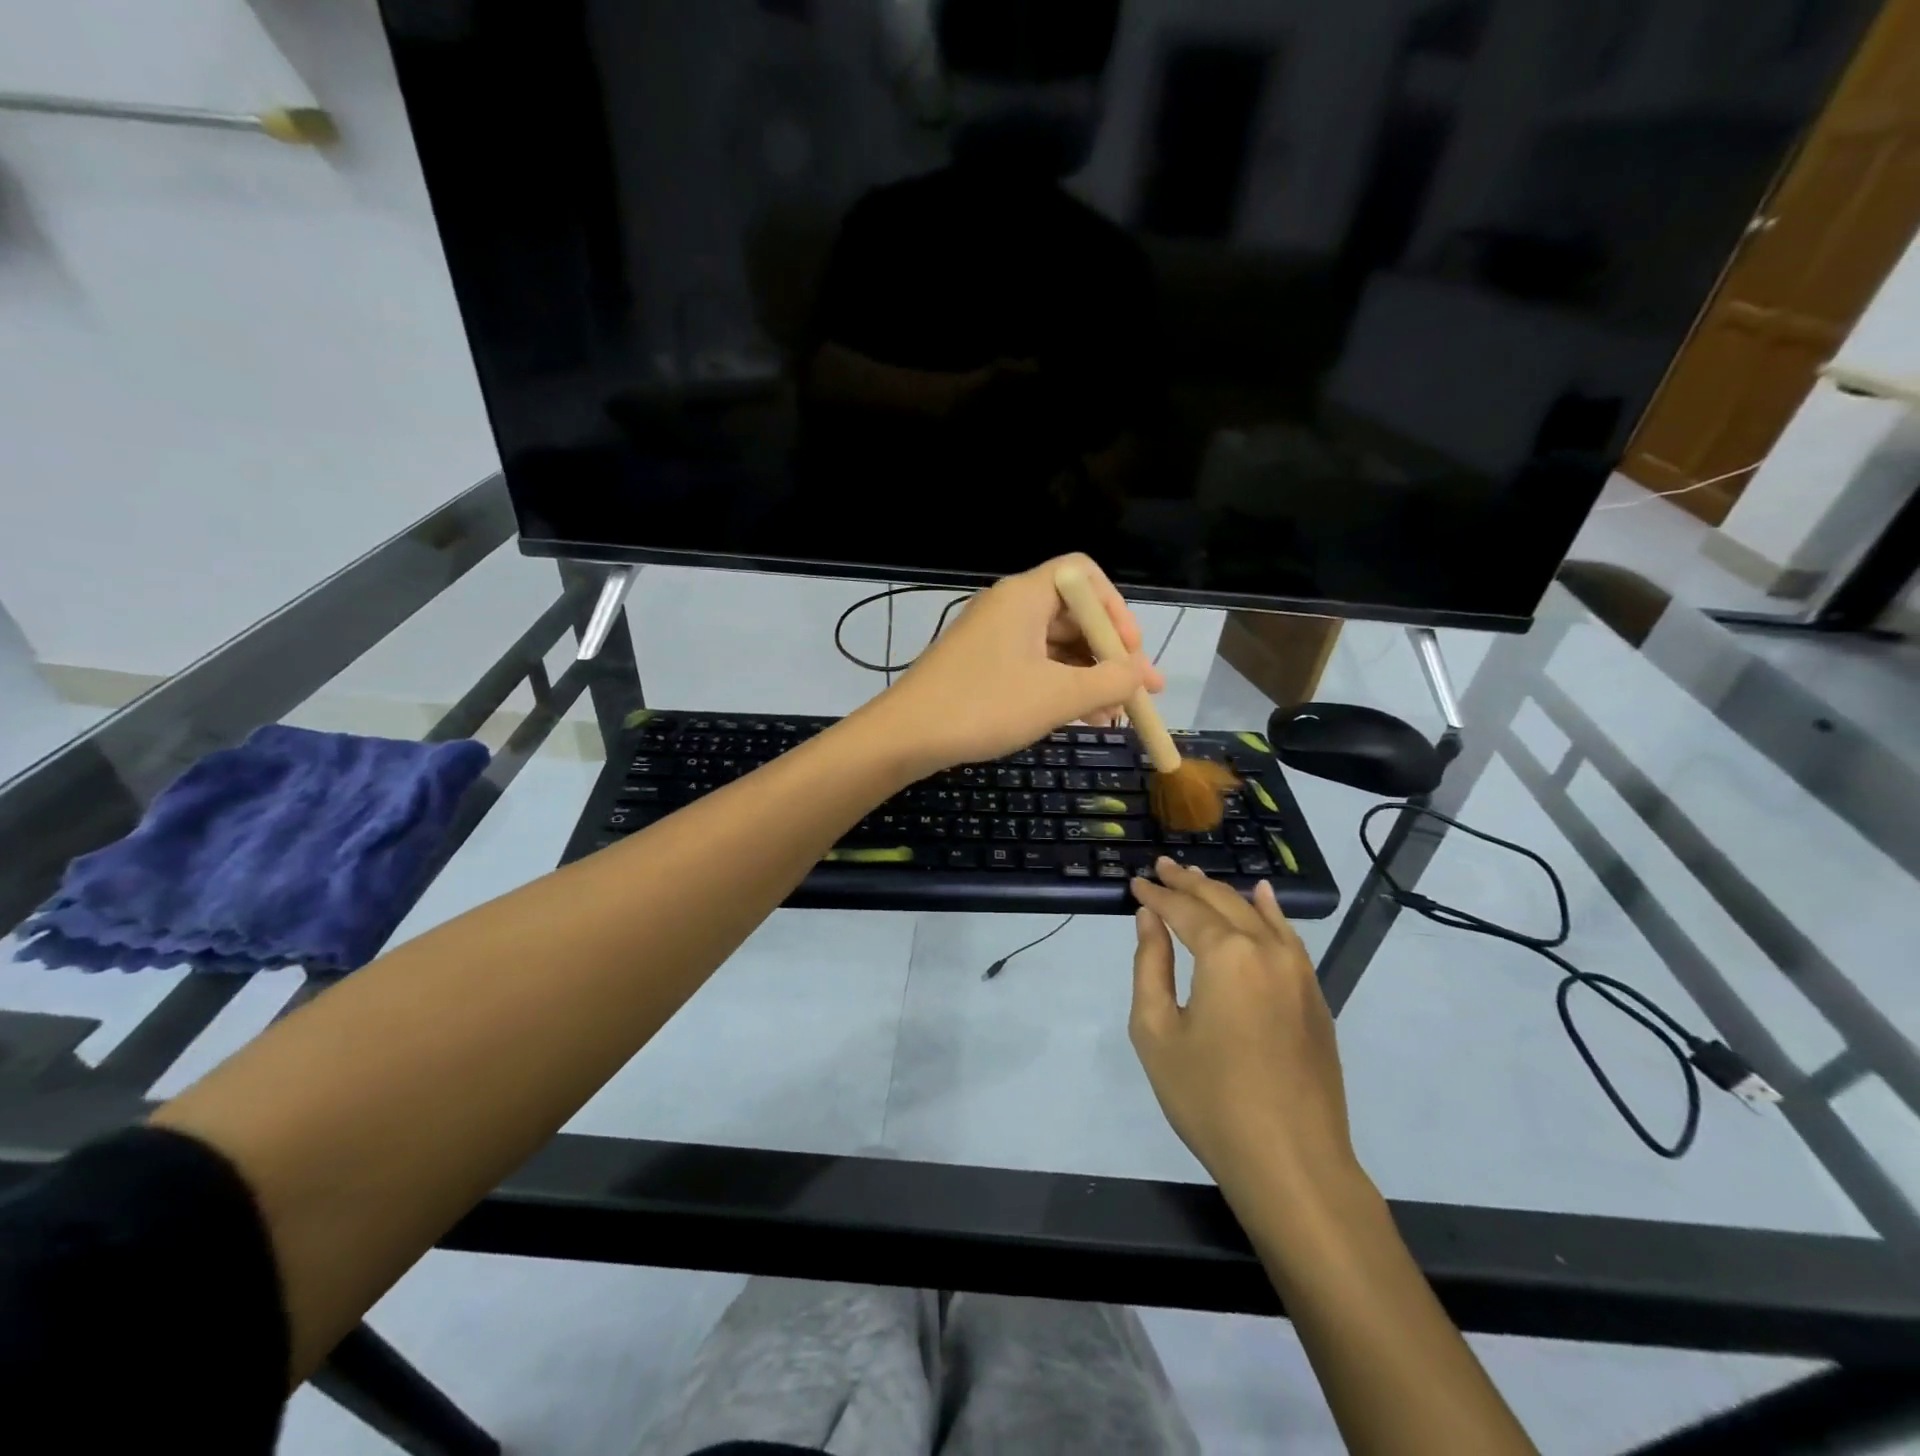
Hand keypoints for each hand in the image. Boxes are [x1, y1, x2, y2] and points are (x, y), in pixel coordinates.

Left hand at [863, 553, 1164, 773]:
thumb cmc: (984, 706)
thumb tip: (1139, 674)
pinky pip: (1035, 665)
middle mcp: (1010, 607)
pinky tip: (1082, 718)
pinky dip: (1061, 687)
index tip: (1130, 652)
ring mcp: (994, 637)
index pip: (1084, 575)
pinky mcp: (983, 665)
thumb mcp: (1057, 696)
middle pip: (1074, 614)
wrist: (907, 735)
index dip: (1116, 609)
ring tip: (1115, 716)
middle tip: (1139, 693)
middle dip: (1110, 654)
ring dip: (1089, 677)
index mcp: (1025, 596)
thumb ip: (1109, 681)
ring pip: (1056, 646)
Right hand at [1129, 859, 1357, 1209]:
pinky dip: (1270, 913)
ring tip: (1196, 877)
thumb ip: (1150, 965)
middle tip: (1162, 867)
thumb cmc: (1210, 1099)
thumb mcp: (1157, 1032)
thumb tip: (1148, 919)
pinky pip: (1288, 938)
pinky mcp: (1315, 996)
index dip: (1156, 896)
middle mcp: (1266, 949)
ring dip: (1224, 893)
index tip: (1134, 883)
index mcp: (1226, 954)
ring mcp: (1298, 972)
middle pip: (1222, 902)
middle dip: (1188, 883)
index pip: (1183, 910)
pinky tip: (1262, 898)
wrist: (1293, 1163)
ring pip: (1257, 914)